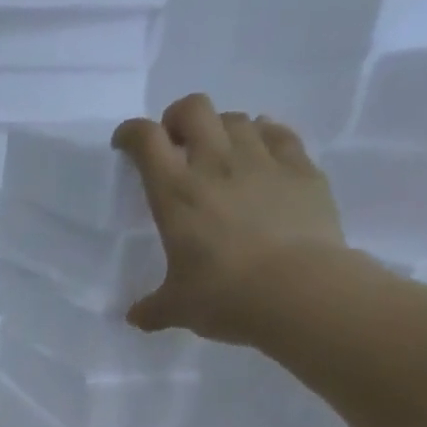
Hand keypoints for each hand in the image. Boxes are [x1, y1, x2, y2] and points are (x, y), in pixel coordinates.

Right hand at [113, 94, 347, 342]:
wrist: (299, 291)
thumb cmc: (225, 297)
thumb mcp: (177, 309)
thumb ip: (152, 308)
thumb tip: (136, 317)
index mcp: (176, 194)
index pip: (146, 142)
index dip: (131, 134)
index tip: (125, 144)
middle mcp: (216, 164)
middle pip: (194, 109)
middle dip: (177, 119)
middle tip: (174, 143)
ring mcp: (263, 161)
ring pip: (236, 119)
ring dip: (220, 129)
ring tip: (218, 154)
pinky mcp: (301, 168)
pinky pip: (279, 134)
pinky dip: (263, 136)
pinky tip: (260, 152)